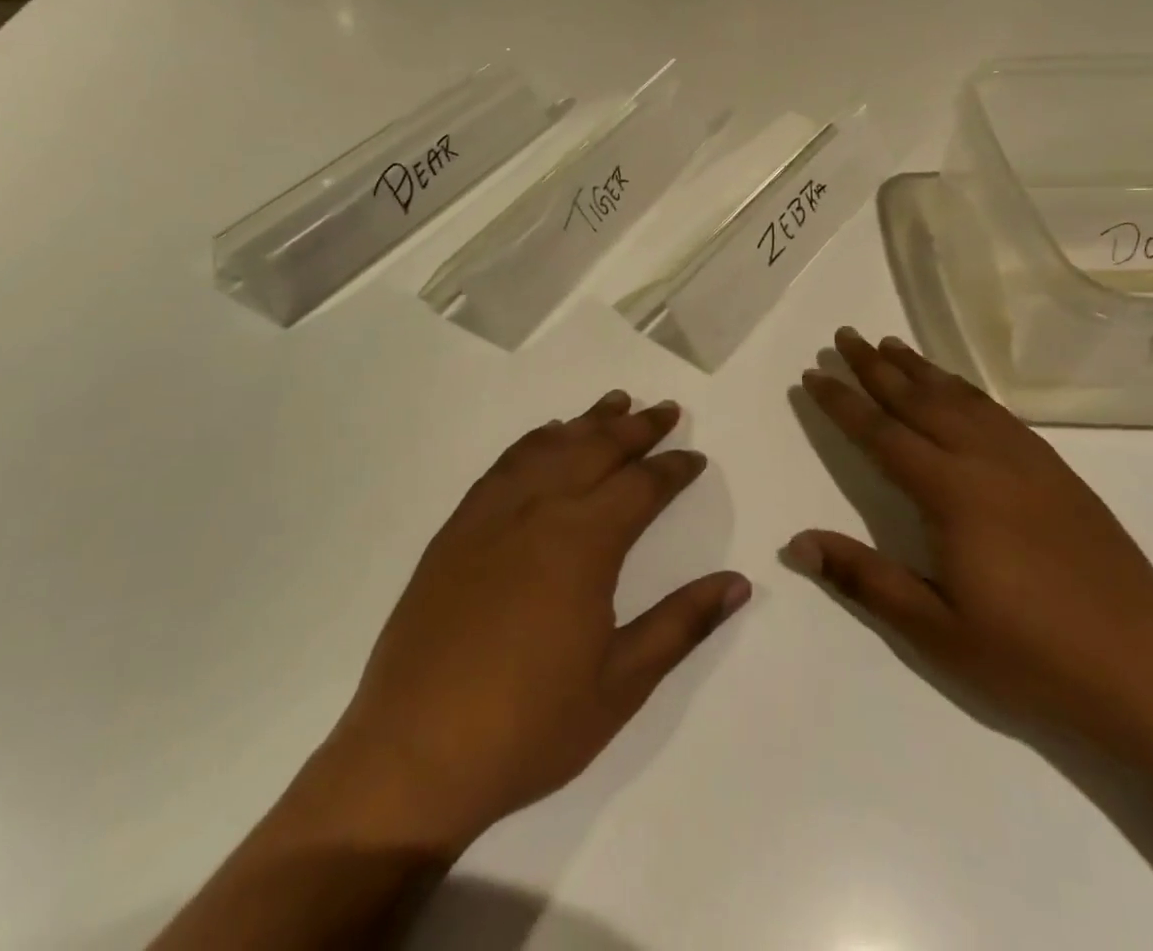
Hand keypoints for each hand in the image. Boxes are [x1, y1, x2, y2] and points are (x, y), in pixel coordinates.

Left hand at [291, 392, 750, 854]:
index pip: (642, 485)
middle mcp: (540, 509)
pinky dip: (535, 440)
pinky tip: (547, 436)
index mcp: (584, 543)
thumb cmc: (530, 725)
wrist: (414, 752)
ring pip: (551, 446)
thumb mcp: (621, 685)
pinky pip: (505, 464)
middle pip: (598, 448)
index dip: (674, 468)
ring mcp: (493, 513)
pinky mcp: (458, 527)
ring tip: (616, 402)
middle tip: (665, 409)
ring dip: (588, 421)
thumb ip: (681, 624)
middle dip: (638, 427)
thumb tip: (738, 582)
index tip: (695, 457)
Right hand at [788, 328, 1152, 763]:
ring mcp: (1027, 461)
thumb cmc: (1031, 657)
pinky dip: (965, 389)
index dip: (842, 403)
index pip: (881, 434)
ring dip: (920, 368)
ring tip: (890, 343)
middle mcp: (986, 461)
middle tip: (844, 335)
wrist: (1149, 672)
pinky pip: (998, 412)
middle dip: (876, 366)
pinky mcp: (1057, 471)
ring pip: (960, 397)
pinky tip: (956, 387)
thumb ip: (863, 578)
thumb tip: (795, 543)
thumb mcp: (936, 631)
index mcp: (952, 493)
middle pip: (919, 400)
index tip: (813, 374)